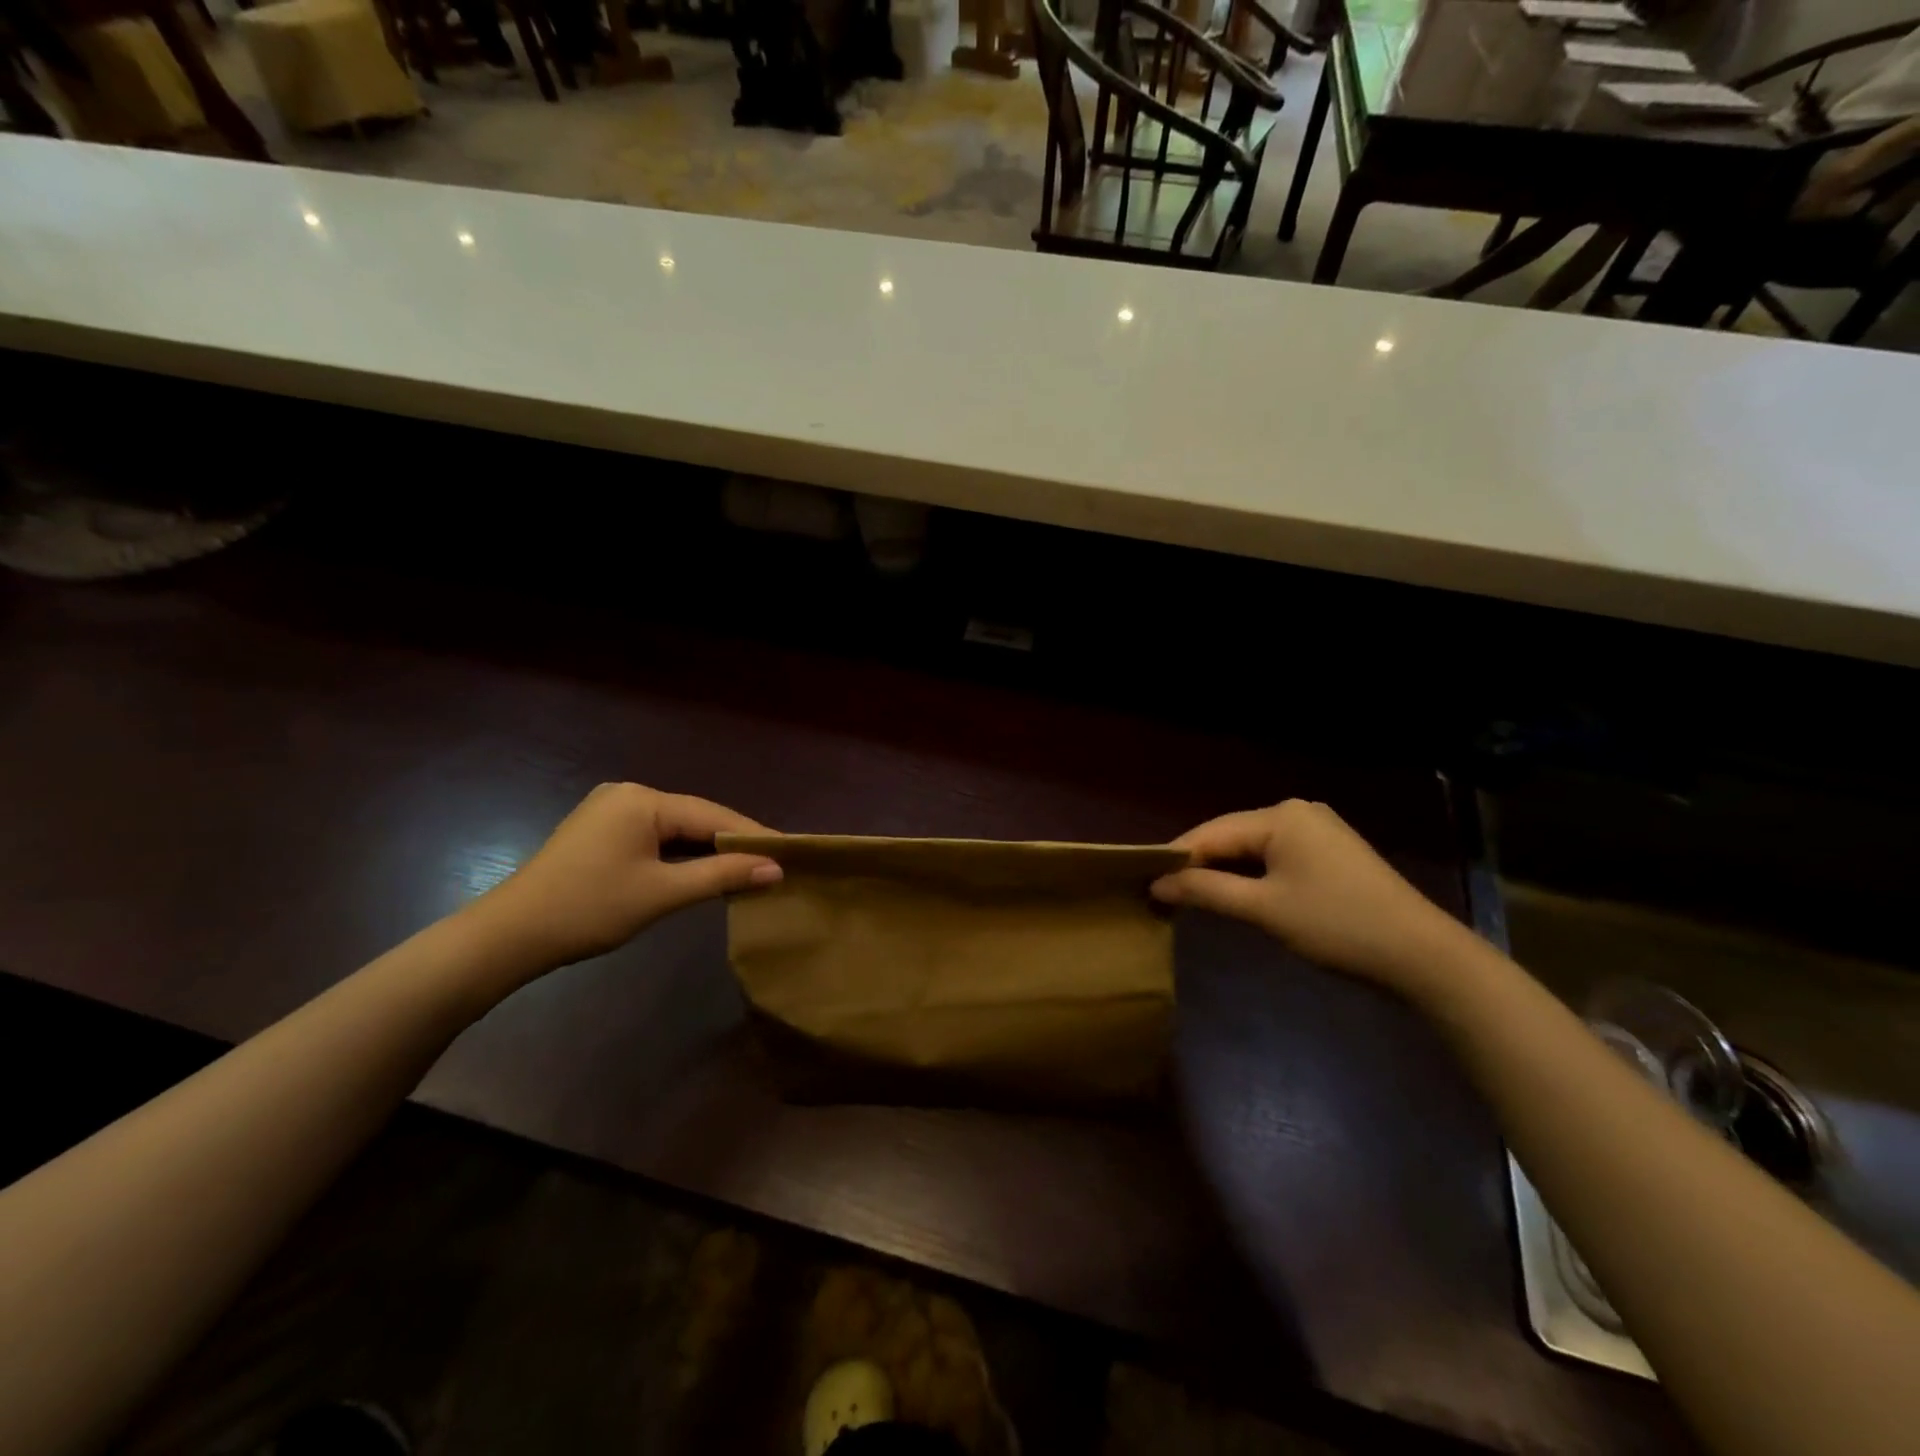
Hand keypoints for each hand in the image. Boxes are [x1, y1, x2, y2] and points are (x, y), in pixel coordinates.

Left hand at [470, 783, 780, 972]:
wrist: (509, 936)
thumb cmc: (589, 910)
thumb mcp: (663, 893)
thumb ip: (722, 875)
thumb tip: (776, 868)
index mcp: (644, 800)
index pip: (713, 815)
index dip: (753, 836)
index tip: (791, 853)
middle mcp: (629, 793)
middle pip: (695, 818)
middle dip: (732, 843)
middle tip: (774, 864)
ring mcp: (611, 809)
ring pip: (676, 828)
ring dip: (707, 850)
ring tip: (748, 869)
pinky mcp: (601, 829)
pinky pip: (655, 836)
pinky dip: (680, 854)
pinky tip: (702, 869)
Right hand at [1151, 800, 1467, 987]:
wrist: (1422, 956)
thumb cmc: (1336, 925)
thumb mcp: (1264, 909)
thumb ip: (1206, 891)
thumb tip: (1158, 884)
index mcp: (1280, 816)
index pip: (1210, 833)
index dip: (1175, 858)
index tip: (1142, 882)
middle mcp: (1297, 812)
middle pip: (1231, 837)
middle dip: (1199, 866)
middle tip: (1164, 895)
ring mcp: (1318, 830)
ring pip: (1253, 848)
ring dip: (1224, 873)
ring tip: (1191, 898)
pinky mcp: (1331, 852)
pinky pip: (1276, 857)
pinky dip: (1252, 876)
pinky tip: (1236, 896)